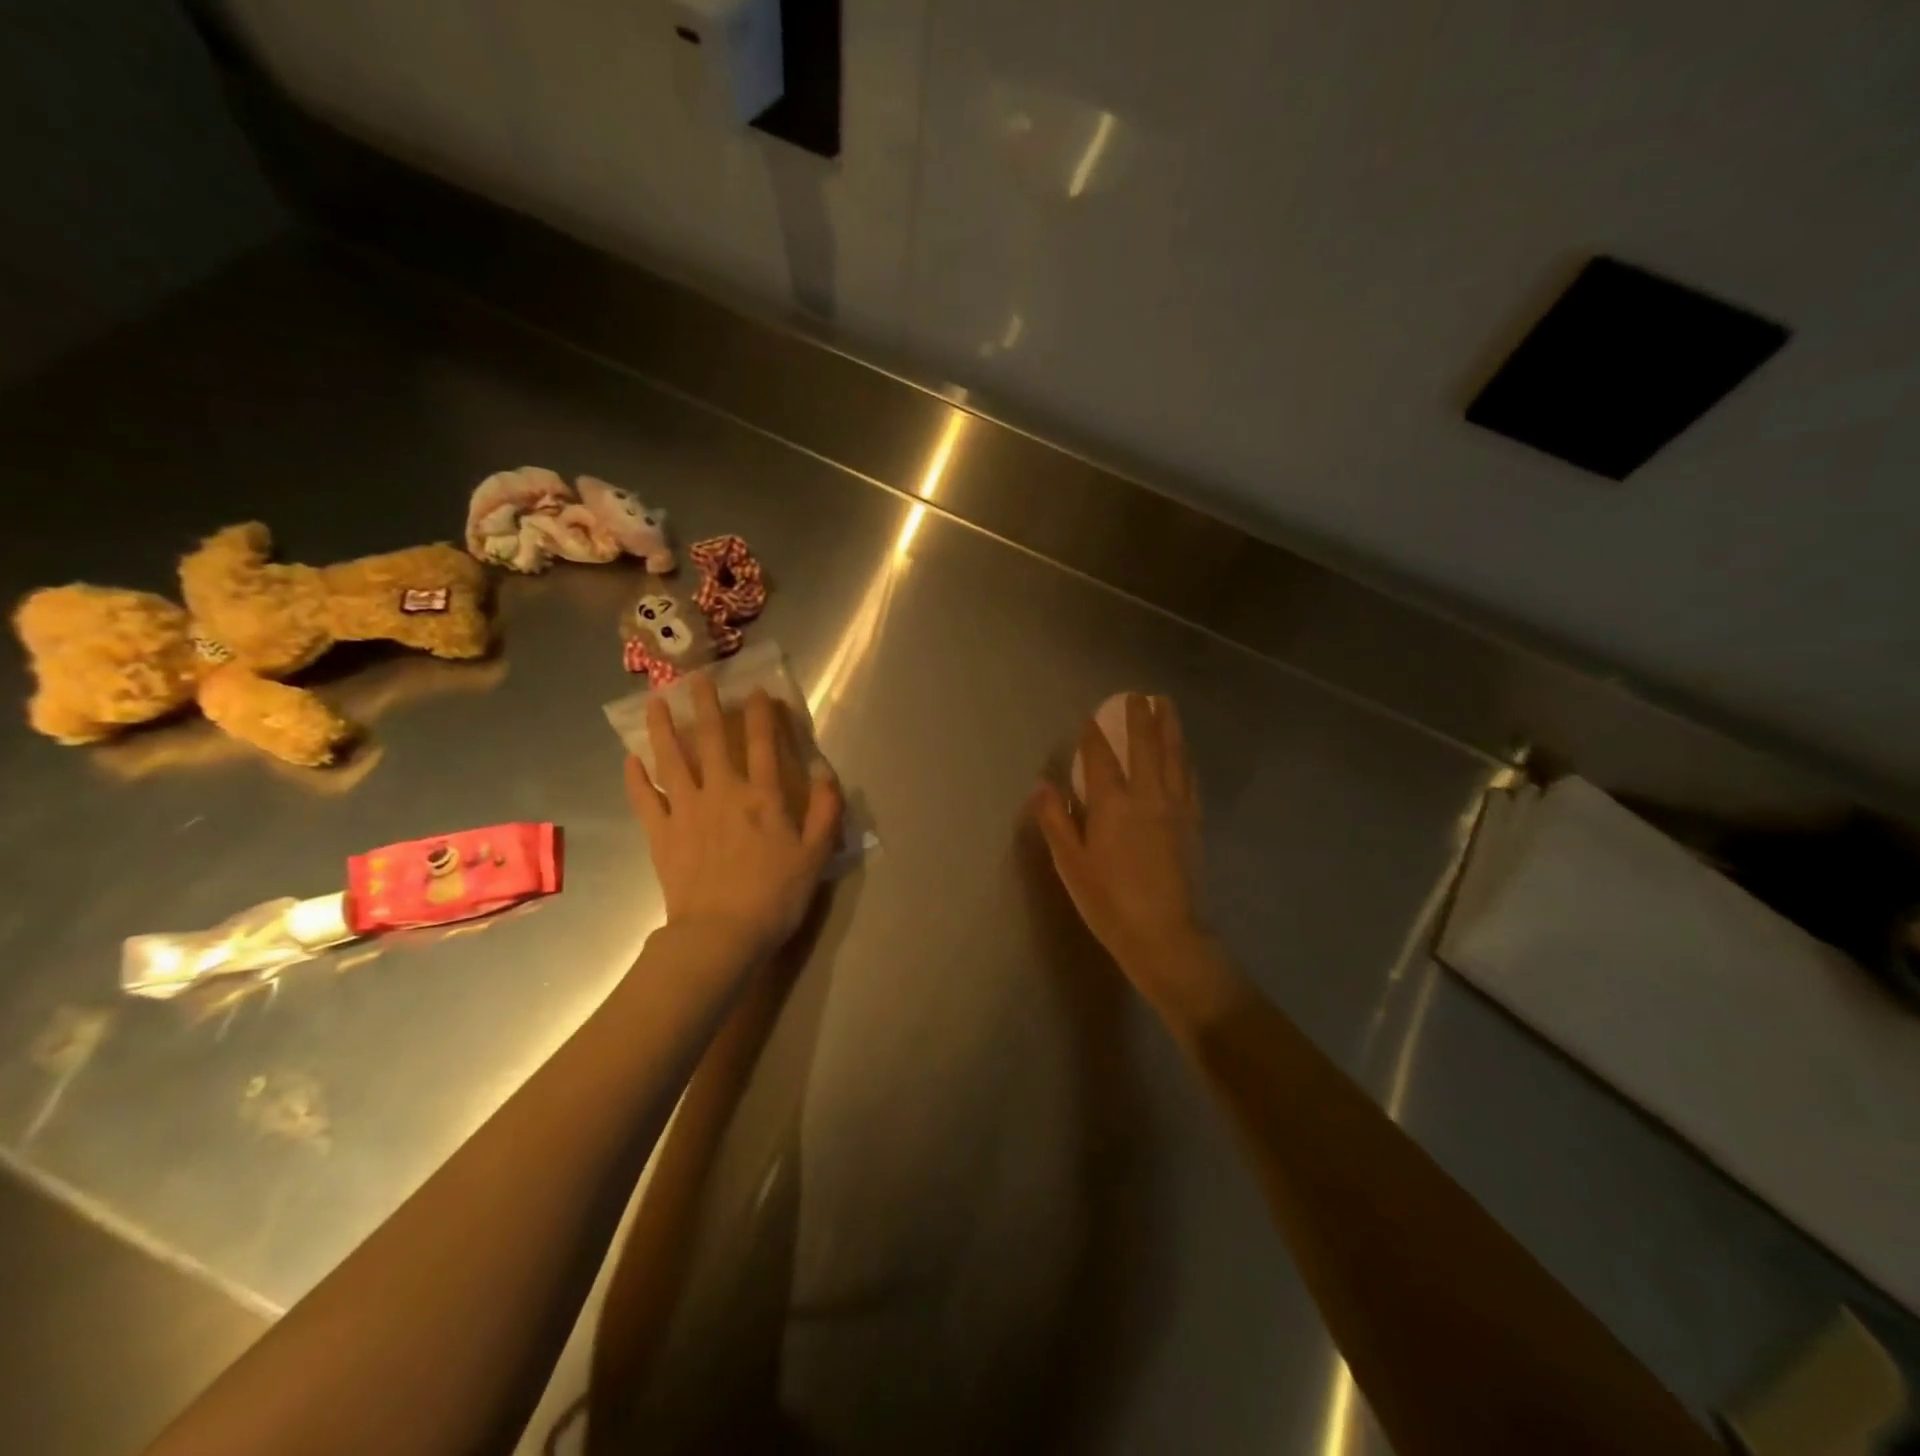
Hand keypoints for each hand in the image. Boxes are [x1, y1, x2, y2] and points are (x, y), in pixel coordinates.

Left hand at [626, 677, 842, 963]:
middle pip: (714, 740)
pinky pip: (645, 798)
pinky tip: (630, 759)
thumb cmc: (775, 895)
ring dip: (663, 728)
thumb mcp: (816, 855)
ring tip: (654, 702)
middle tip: (697, 677)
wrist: (721, 934)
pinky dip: (636, 777)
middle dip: (707, 705)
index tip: (757, 691)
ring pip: (672, 760)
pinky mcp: (661, 834)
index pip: (764, 744)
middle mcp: (723, 793)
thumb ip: (825, 810)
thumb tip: (826, 772)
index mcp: (764, 797)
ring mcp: (687, 811)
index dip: (762, 714)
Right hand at [1033, 694, 1233, 1026]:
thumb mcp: (1071, 865)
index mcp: (1113, 805)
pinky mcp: (1193, 824)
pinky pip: (1190, 780)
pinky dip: (1185, 759)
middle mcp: (1148, 797)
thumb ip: (1056, 821)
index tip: (1091, 715)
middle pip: (1146, 746)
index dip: (1094, 734)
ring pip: (1174, 757)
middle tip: (1138, 693)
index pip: (1102, 758)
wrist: (1166, 936)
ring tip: (1166, 705)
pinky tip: (1185, 754)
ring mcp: (1176, 809)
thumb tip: (1041, 785)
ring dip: (1169, 728)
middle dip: (1140, 717)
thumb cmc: (1109, 902)